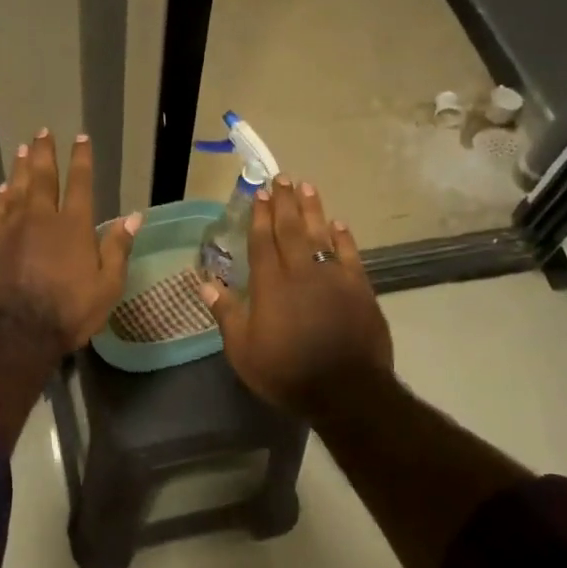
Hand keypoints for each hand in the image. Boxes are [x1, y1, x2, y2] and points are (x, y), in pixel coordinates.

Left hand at [0, 129, 139, 355]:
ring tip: (22, 149)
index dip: (81, 159)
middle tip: (43, 132)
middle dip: (45, 152)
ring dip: (20, 167)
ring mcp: (11, 228)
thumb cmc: (69, 311)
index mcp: (73, 225)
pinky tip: (1, 189)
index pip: (80, 183)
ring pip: (16, 188)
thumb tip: (133, 216)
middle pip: (42, 177)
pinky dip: (0, 196)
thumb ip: (118, 248)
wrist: (16, 332)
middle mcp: (40, 217)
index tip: (81, 138)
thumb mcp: (107, 285)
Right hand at [200, 178, 392, 419]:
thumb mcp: (244, 351)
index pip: (263, 241)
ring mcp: (334, 277)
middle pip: (291, 229)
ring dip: (312, 209)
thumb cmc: (288, 373)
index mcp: (271, 285)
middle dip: (284, 202)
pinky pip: (350, 254)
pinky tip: (338, 224)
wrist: (347, 390)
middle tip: (281, 177)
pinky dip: (343, 237)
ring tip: (306, 186)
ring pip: (321, 234)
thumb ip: (227, 313)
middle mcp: (302, 272)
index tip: (259, 193)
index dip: (260, 216)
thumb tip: (206, 282)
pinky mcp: (360, 288)